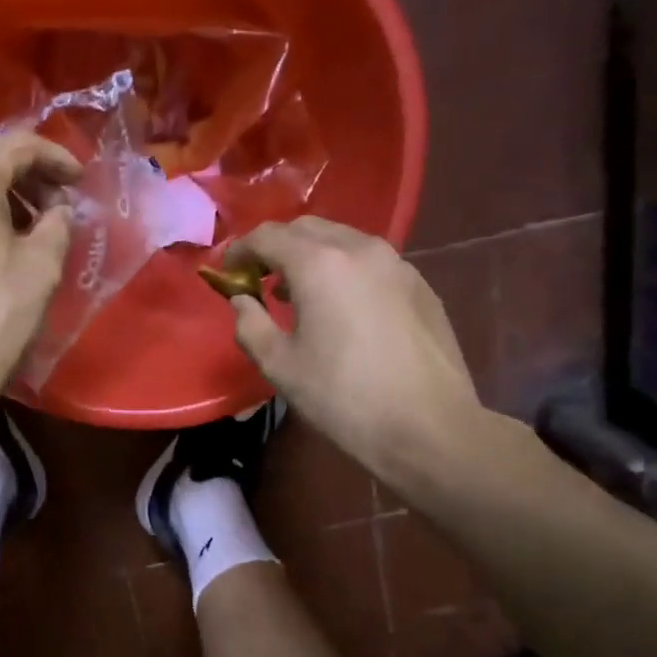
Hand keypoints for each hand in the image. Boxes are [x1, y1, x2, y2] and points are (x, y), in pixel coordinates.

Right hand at [225, 216, 488, 485]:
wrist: (428, 428)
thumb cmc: (343, 398)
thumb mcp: (280, 366)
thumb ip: (250, 324)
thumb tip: (242, 301)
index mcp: (320, 264)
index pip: (268, 235)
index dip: (240, 249)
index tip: (227, 271)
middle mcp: (360, 249)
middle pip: (307, 228)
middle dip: (277, 247)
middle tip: (260, 280)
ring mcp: (397, 264)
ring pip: (343, 240)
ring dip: (312, 256)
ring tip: (298, 294)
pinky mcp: (420, 285)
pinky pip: (371, 262)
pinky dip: (345, 270)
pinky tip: (341, 308)